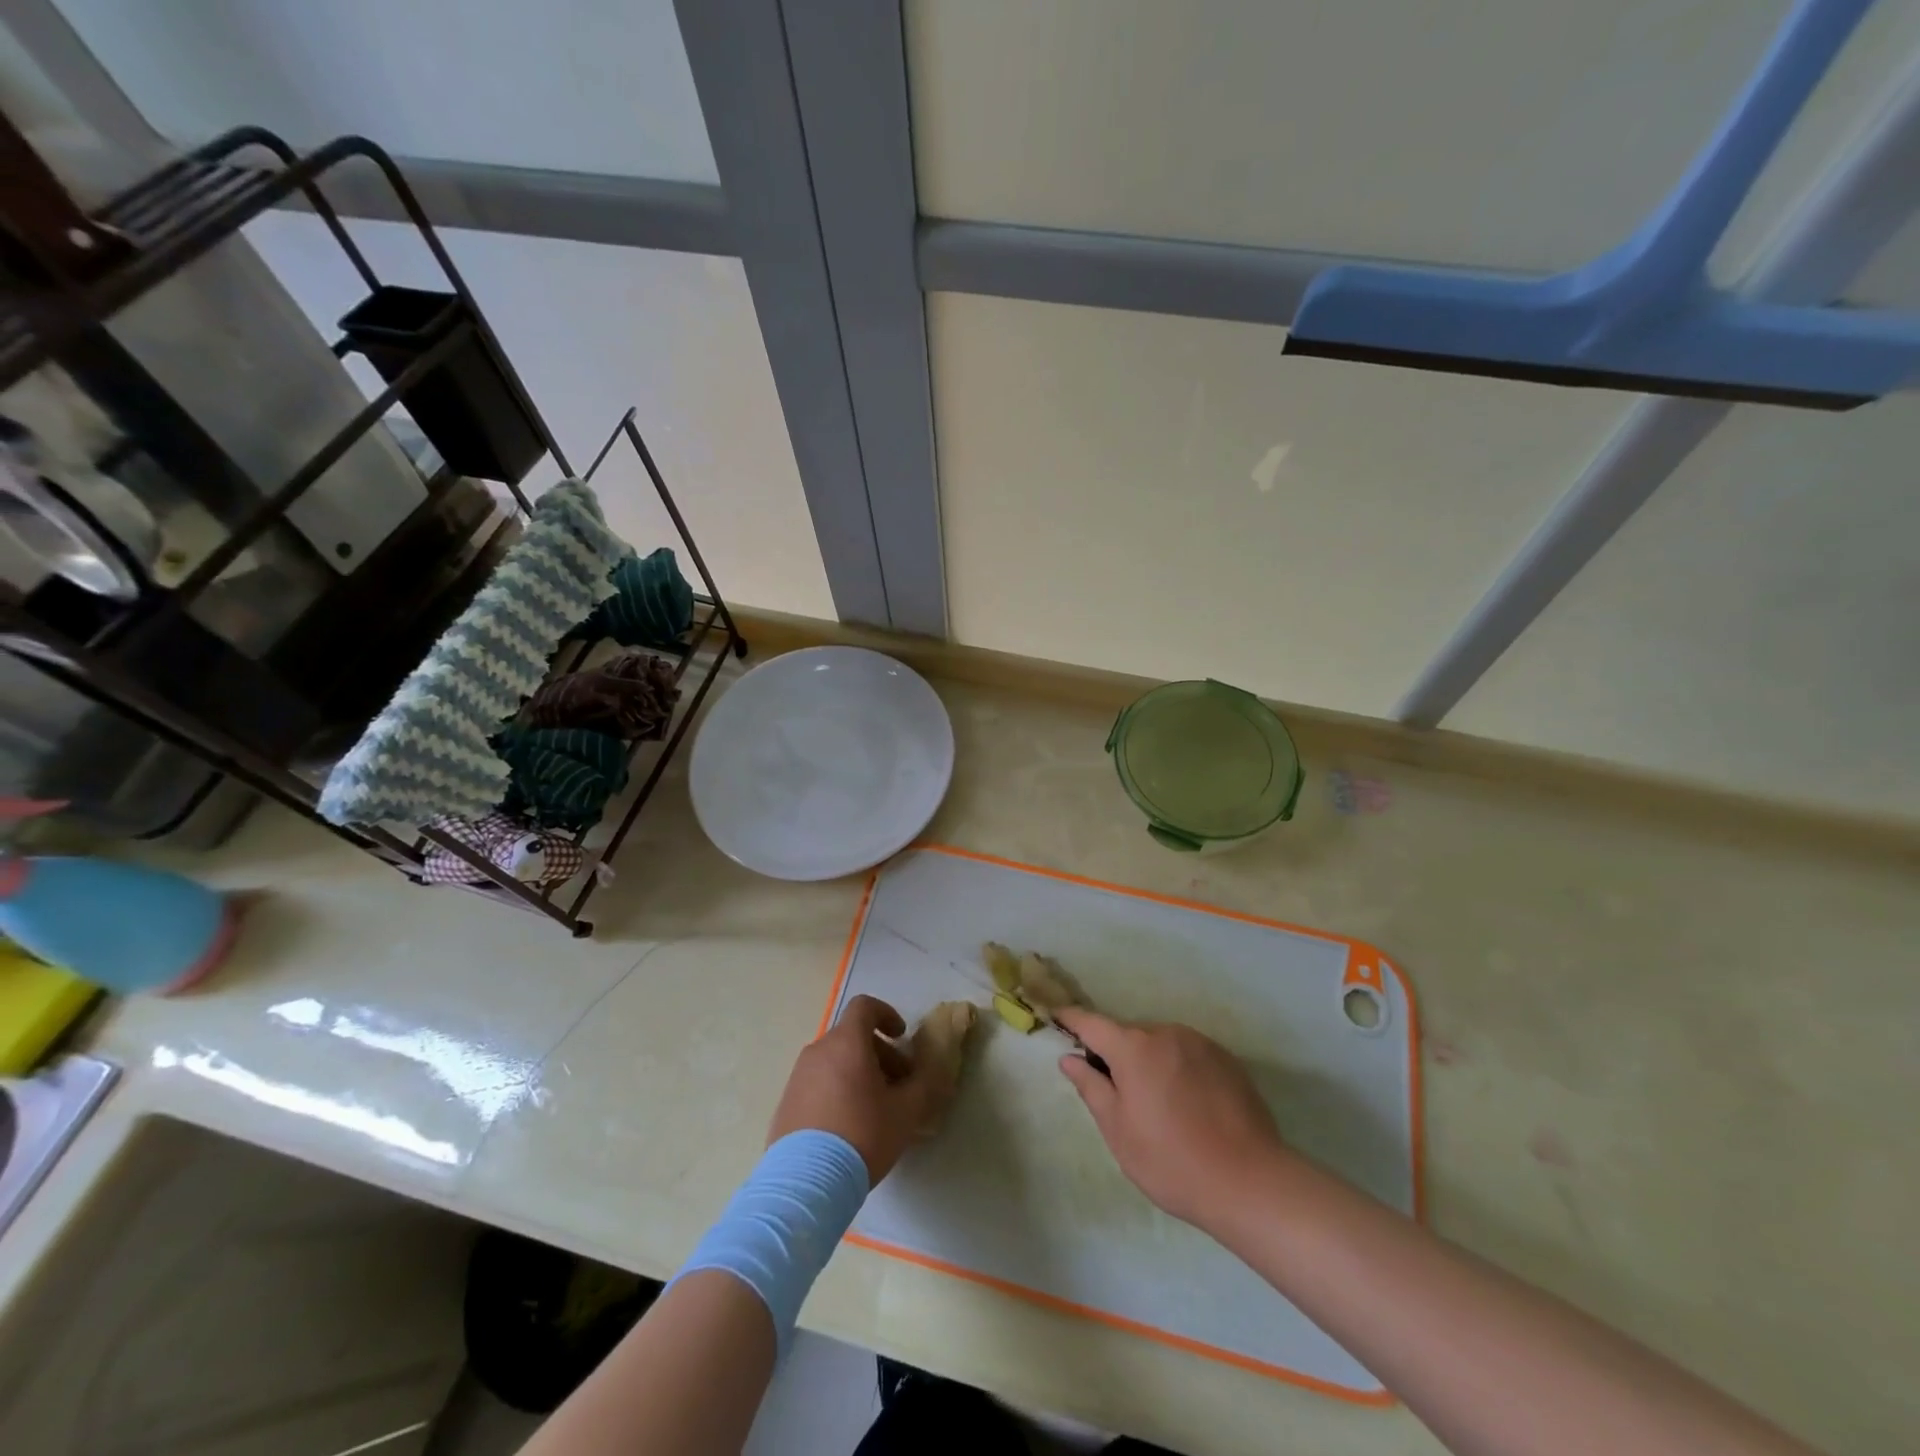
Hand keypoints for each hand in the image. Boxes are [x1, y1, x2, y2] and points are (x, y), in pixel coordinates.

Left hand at [767, 995, 959, 1182]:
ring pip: (834, 1060)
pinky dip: (836, 1090)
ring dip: (858, 1072)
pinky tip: (848, 1126)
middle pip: (852, 1036)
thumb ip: (925, 1084)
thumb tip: (937, 1070)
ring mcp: (798, 1077)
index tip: (901, 1037)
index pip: (864, 1006)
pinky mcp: (786, 1103)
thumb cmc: (862, 1135)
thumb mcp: (906, 1112)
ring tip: (874, 1108)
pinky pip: (817, 1083)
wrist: (806, 1183)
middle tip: (898, 1083)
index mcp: (846, 1043)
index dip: (886, 1015)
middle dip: (879, 1053)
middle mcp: (818, 1051)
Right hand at [1055, 1008, 1290, 1231]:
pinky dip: (1179, 1069)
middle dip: (1117, 1054)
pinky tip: (1189, 1106)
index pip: (1092, 1023)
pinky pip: (1189, 1054)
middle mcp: (1166, 1033)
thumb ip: (1091, 1088)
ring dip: (1151, 1062)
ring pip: (1161, 1044)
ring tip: (1159, 1105)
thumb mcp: (1119, 1132)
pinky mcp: (1226, 1059)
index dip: (1072, 1019)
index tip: (1057, 1016)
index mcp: (1133, 1048)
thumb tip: (1069, 1059)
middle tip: (1117, 1093)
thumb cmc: (1171, 1161)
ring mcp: (1200, 1043)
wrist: (1250, 1182)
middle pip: (1129, 1035)